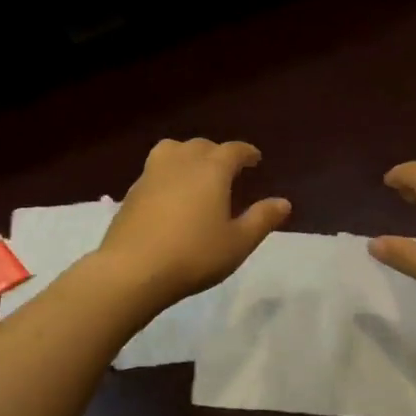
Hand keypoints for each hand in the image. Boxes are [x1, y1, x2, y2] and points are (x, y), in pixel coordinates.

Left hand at [96, 139, 290, 307]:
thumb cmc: (194, 255)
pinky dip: (167, 173)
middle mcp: (181, 162)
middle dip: (217, 153)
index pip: (233, 150)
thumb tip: (283, 202)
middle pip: (201, 146)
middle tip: (227, 169)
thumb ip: (261, 219)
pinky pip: (155, 170)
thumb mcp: (237, 243)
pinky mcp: (131, 192)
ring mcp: (151, 174)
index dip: (246, 153)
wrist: (132, 269)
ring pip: (172, 150)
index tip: (255, 160)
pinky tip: (170, 195)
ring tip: (195, 173)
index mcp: (211, 170)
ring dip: (187, 155)